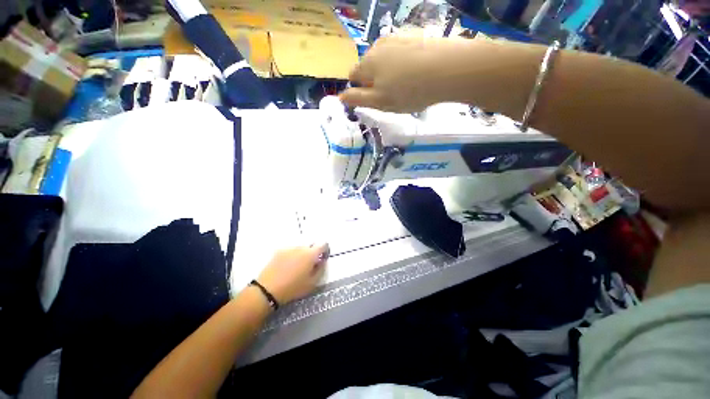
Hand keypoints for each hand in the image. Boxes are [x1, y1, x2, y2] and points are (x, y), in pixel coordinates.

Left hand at [257, 244, 329, 304]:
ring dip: (302, 253)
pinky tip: (287, 266)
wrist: (268, 289)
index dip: (325, 250)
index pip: (323, 244)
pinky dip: (292, 255)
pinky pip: (290, 250)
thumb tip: (322, 261)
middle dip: (313, 252)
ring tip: (297, 266)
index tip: (322, 258)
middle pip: (312, 245)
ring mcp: (289, 248)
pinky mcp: (279, 251)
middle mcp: (301, 247)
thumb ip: (321, 269)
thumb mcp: (312, 283)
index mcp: (311, 254)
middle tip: (309, 264)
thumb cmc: (293, 288)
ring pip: (300, 247)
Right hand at [339, 36, 469, 112]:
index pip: (353, 74)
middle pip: (369, 65)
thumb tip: (340, 96)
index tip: (374, 98)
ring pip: (385, 58)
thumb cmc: (408, 91)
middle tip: (391, 94)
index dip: (360, 88)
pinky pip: (400, 52)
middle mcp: (378, 45)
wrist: (446, 69)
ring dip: (389, 71)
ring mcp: (397, 38)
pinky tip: (416, 72)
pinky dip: (403, 62)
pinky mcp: (414, 36)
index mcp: (368, 63)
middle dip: (375, 79)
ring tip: (406, 84)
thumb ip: (358, 99)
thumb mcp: (379, 102)